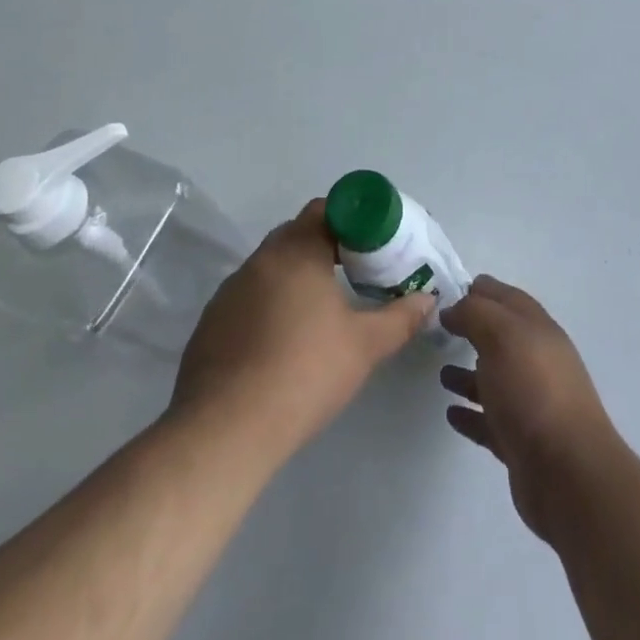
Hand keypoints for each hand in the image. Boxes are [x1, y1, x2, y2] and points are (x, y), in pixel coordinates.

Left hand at [170, 200, 432, 463]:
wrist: (224, 430)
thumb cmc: (304, 372)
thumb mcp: (364, 346)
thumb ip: (400, 318)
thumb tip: (428, 299)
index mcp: (297, 251)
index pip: (326, 210)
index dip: (352, 220)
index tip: (372, 245)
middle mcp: (260, 260)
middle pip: (298, 234)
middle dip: (327, 246)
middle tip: (355, 273)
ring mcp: (229, 291)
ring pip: (271, 268)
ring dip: (297, 277)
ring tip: (322, 310)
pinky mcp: (211, 323)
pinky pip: (249, 298)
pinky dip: (270, 306)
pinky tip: (284, 343)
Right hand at [440, 275, 622, 542]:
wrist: (567, 473)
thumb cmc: (533, 391)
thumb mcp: (502, 335)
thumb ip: (475, 314)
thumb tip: (453, 309)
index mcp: (538, 329)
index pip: (507, 298)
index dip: (482, 290)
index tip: (450, 290)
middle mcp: (537, 361)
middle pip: (502, 337)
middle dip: (474, 330)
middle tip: (439, 329)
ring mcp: (531, 403)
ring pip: (495, 379)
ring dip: (469, 374)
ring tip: (441, 374)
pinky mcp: (521, 442)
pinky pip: (490, 421)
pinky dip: (471, 414)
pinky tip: (451, 414)